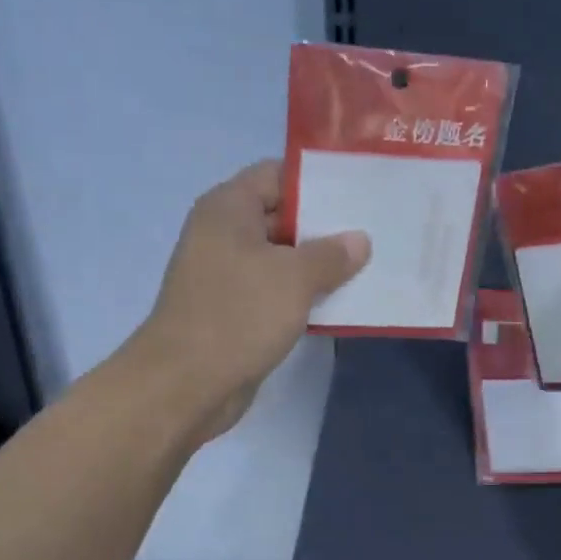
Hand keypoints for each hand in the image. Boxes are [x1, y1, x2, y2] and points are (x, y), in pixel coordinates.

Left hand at [135, 159, 369, 440]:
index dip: (317, 180)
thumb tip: (359, 240)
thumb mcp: (294, 277)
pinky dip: (304, 295)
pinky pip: (276, 292)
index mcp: (228, 209)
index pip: (276, 175)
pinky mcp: (235, 312)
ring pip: (282, 259)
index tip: (359, 190)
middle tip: (374, 229)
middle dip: (325, 226)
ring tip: (368, 264)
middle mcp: (224, 235)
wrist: (186, 384)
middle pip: (281, 216)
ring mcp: (228, 276)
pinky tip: (342, 301)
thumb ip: (331, 254)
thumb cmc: (238, 314)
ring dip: (319, 265)